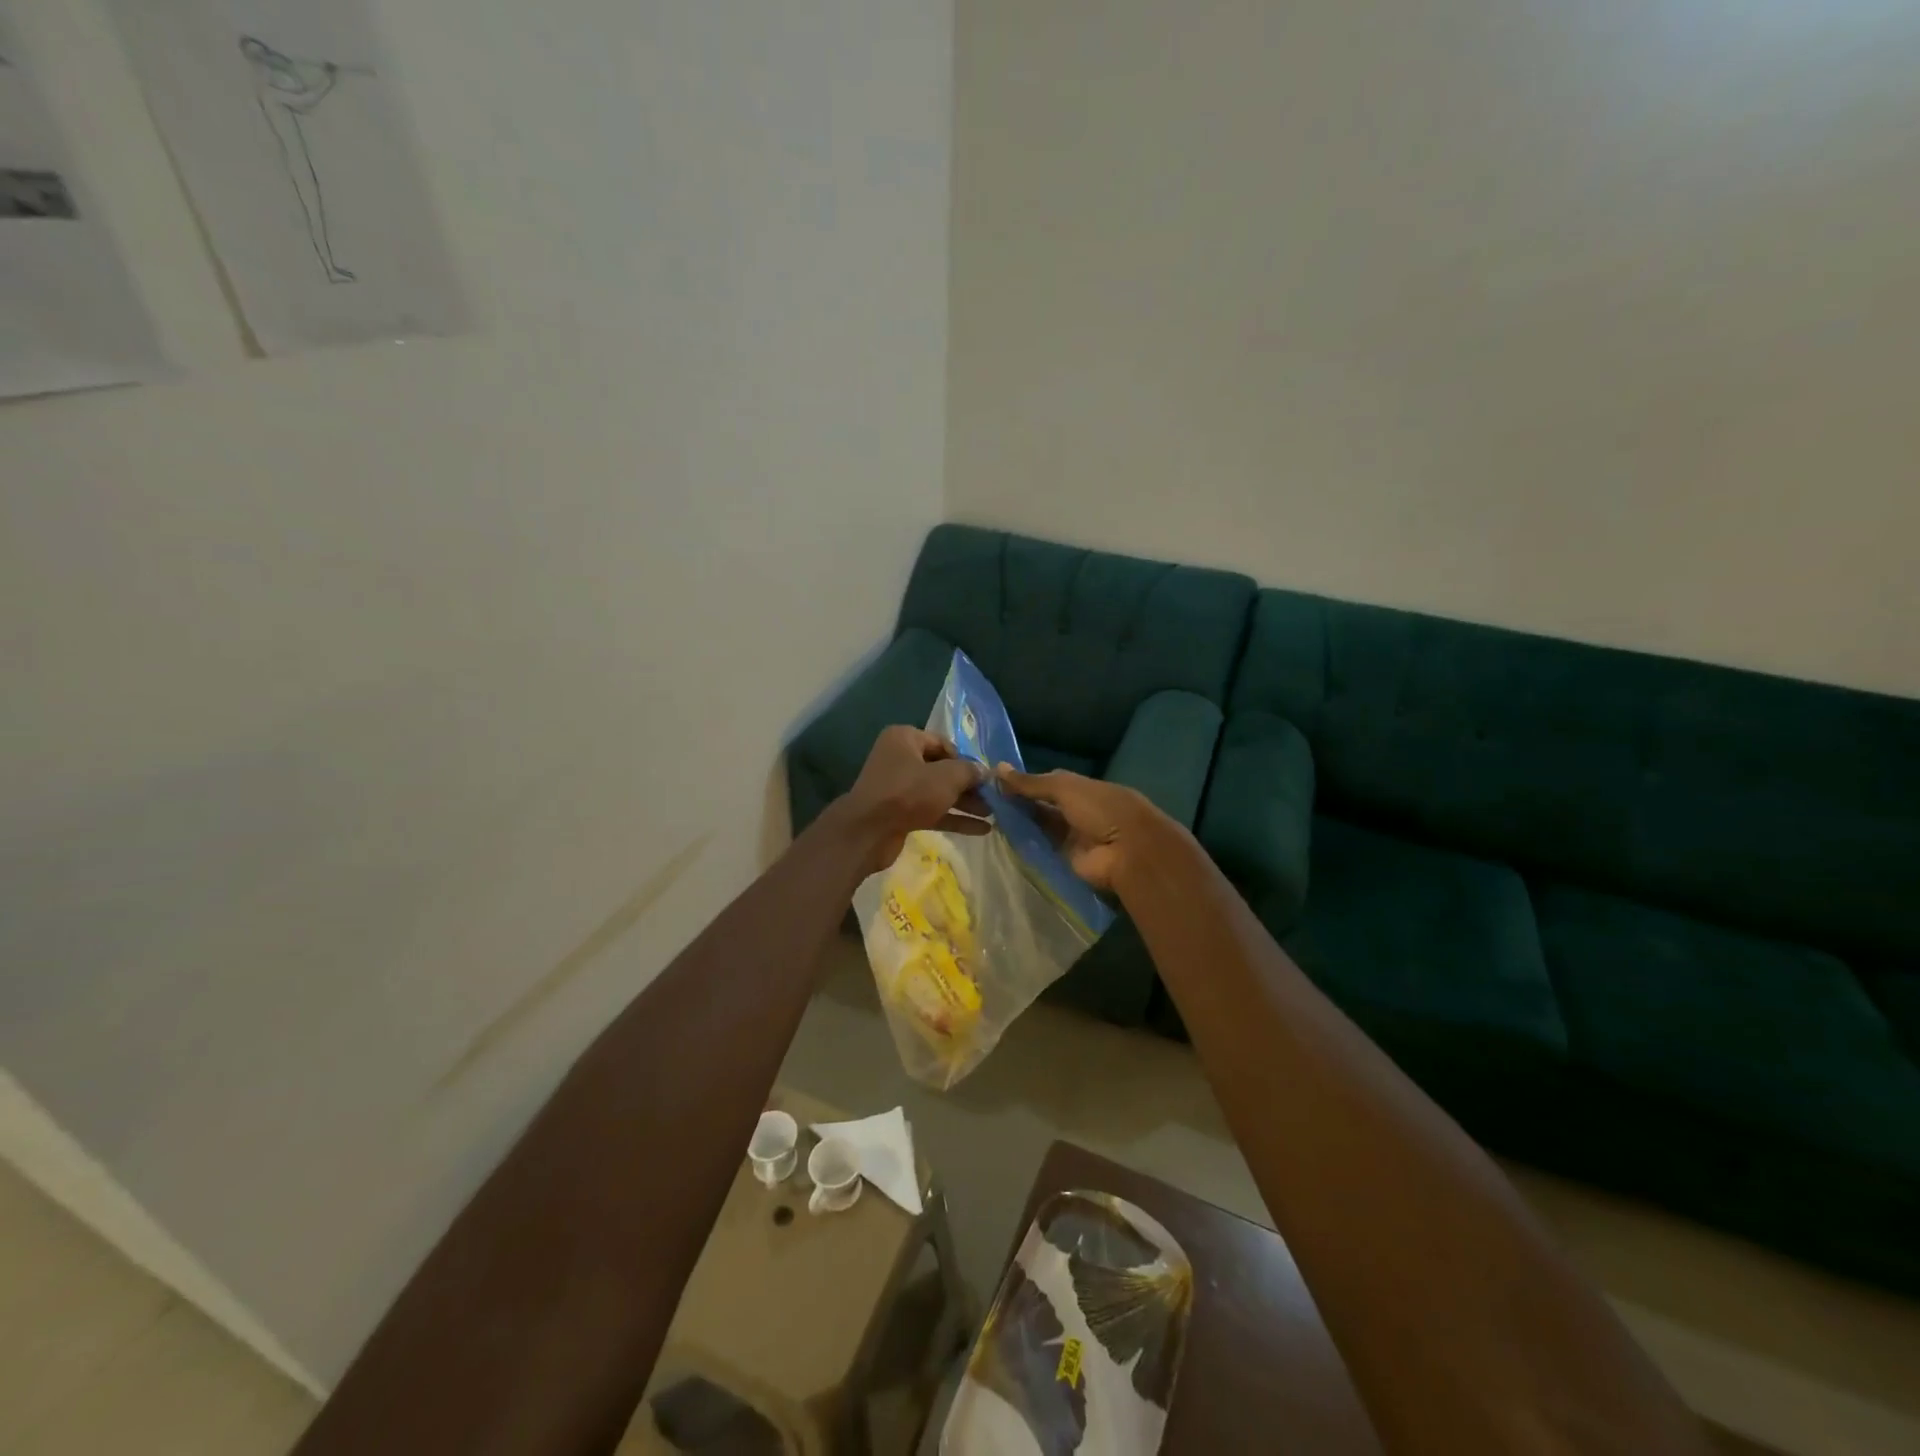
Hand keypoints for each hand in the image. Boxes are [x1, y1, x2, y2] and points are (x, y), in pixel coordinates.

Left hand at [841, 727, 990, 872]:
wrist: (868, 832)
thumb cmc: (907, 793)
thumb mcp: (945, 777)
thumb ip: (968, 772)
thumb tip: (984, 771)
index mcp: (905, 739)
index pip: (943, 743)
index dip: (966, 759)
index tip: (985, 776)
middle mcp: (900, 759)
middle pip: (942, 769)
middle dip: (968, 784)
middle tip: (994, 797)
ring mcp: (898, 788)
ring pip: (938, 792)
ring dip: (965, 803)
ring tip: (993, 814)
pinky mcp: (900, 813)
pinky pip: (932, 811)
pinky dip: (954, 818)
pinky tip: (981, 830)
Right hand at [995, 765, 1151, 891]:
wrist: (1126, 852)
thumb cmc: (1100, 809)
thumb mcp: (1065, 788)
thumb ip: (1031, 782)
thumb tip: (998, 768)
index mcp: (1083, 789)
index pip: (1049, 783)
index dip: (1024, 782)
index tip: (994, 781)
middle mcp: (1077, 811)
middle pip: (1043, 806)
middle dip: (1019, 803)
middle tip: (984, 800)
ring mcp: (1072, 837)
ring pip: (1041, 827)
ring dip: (1020, 822)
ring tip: (987, 816)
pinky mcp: (1066, 859)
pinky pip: (1042, 849)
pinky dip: (1025, 843)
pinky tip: (1001, 836)